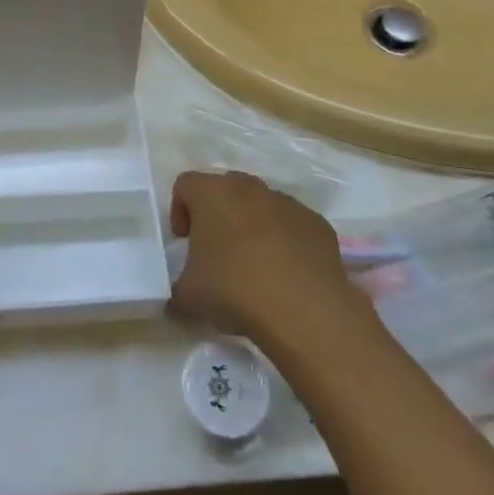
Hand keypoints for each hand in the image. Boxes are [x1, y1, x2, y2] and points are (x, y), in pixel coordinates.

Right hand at [168, 170, 372, 347]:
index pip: (185, 185)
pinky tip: (285, 274)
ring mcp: (287, 203)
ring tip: (254, 265)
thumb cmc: (234, 290)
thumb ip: (176, 288)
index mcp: (211, 194)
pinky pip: (292, 225)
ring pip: (261, 205)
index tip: (184, 240)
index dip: (179, 210)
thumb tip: (177, 297)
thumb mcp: (188, 296)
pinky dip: (285, 241)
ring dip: (252, 225)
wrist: (304, 310)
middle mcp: (249, 188)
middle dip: (218, 214)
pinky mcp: (317, 223)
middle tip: (216, 249)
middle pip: (225, 189)